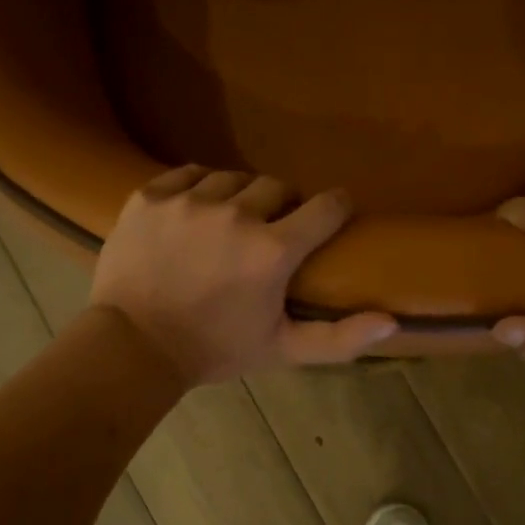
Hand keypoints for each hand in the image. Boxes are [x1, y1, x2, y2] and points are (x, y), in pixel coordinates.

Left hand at [92, 166, 398, 384]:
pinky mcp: (150, 196)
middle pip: (279, 186)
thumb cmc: (215, 349)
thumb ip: (339, 338)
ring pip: (233, 178)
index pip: (326, 206)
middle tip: (270, 232)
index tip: (331, 215)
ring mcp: (189, 201)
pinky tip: (195, 212)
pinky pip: (189, 174)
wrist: (133, 347)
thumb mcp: (282, 350)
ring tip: (228, 223)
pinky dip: (198, 189)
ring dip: (239, 197)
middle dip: (283, 207)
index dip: (335, 208)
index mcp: (273, 251)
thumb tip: (392, 320)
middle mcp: (235, 215)